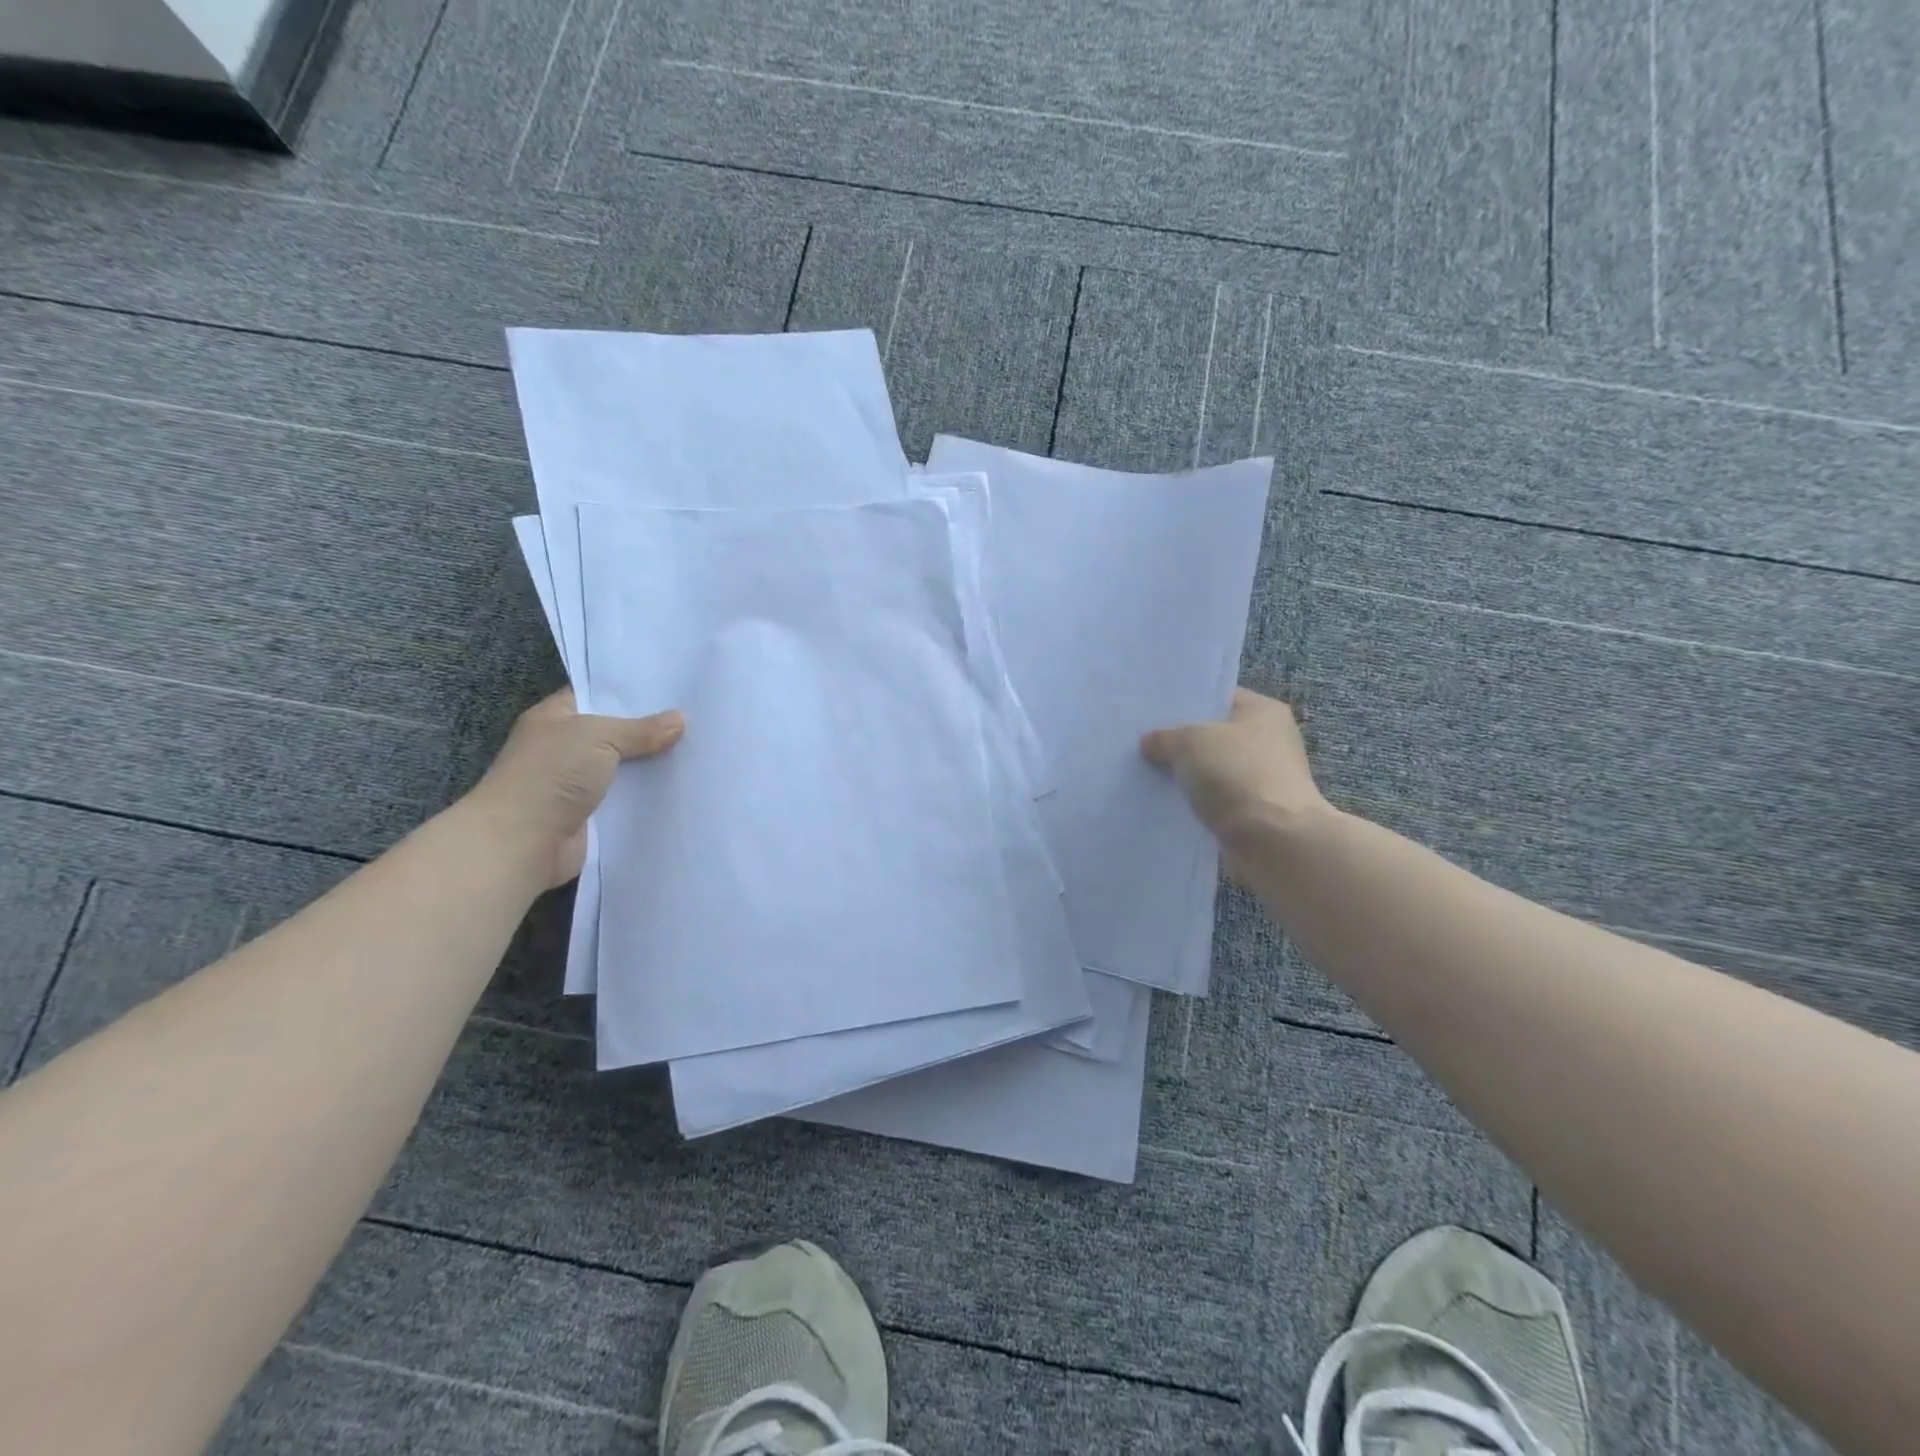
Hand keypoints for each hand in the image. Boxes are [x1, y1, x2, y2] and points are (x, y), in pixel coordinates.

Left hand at [465, 689, 684, 888]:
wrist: (522, 841)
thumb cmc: (552, 775)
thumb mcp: (600, 736)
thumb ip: (641, 729)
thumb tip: (680, 720)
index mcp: (555, 718)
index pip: (596, 697)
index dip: (630, 694)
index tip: (671, 691)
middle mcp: (563, 748)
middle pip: (614, 734)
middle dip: (649, 732)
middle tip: (695, 721)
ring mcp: (575, 784)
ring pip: (623, 769)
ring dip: (651, 767)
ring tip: (697, 754)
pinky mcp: (590, 816)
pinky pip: (625, 800)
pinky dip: (646, 798)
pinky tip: (679, 789)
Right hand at [1140, 688, 1328, 842]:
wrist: (1272, 839)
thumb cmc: (1236, 774)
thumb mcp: (1189, 742)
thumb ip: (1165, 738)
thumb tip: (1150, 742)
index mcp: (1264, 711)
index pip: (1219, 698)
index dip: (1186, 703)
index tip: (1152, 713)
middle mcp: (1269, 741)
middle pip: (1214, 735)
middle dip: (1181, 742)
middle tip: (1142, 743)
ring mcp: (1263, 779)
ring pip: (1211, 770)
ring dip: (1186, 776)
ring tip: (1145, 773)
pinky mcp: (1254, 812)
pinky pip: (1215, 800)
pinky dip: (1195, 803)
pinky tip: (1165, 802)